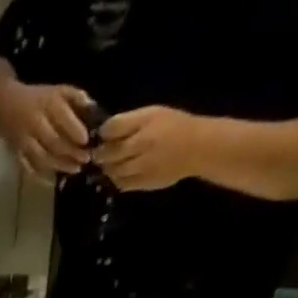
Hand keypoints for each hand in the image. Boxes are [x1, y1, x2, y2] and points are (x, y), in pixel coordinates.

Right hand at [0, 79, 96, 178]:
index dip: (75, 131)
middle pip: (54, 142)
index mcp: (48, 104)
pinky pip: (28, 167)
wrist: (6, 105)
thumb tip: (95, 112)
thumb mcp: (59, 90)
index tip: (86, 141)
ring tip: (75, 170)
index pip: (63, 119)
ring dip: (60, 165)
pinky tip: (53, 180)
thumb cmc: (39, 98)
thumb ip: (77, 99)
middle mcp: (36, 123)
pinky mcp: (17, 153)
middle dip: (71, 152)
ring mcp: (25, 141)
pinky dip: (40, 176)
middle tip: (85, 159)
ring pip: (43, 157)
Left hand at [93, 105, 210, 191]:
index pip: (112, 127)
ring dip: (107, 168)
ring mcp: (142, 165)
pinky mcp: (143, 182)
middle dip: (100, 154)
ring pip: (112, 170)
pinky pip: (121, 184)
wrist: (197, 148)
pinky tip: (121, 173)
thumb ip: (129, 122)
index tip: (103, 135)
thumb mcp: (153, 114)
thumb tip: (104, 132)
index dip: (103, 132)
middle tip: (99, 154)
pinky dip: (117, 179)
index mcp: (145, 121)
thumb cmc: (174, 126)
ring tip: (110, 164)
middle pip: (108, 152)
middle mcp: (142, 143)